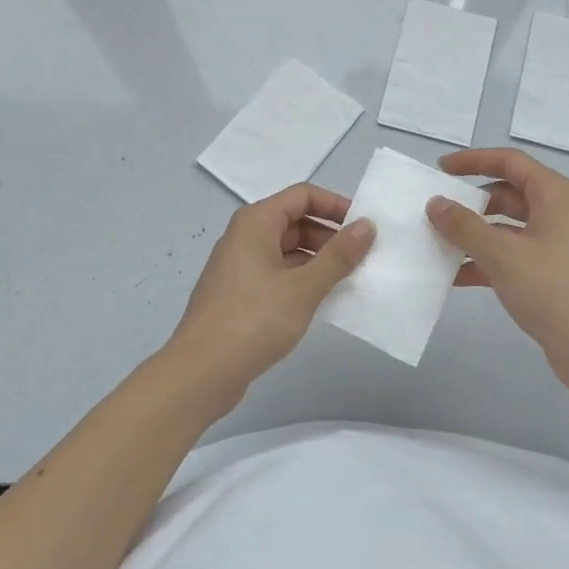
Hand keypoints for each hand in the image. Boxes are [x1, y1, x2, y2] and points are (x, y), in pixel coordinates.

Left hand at [170, 183, 374, 387]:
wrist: (201, 373)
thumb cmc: (254, 320)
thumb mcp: (304, 287)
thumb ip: (339, 255)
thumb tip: (367, 225)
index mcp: (256, 222)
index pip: (303, 195)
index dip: (335, 206)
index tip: (363, 228)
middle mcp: (244, 236)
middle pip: (295, 221)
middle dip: (329, 236)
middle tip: (361, 259)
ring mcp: (239, 266)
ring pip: (286, 250)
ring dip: (317, 260)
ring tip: (347, 281)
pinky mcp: (238, 293)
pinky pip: (276, 273)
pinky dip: (300, 279)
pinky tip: (320, 301)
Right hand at [427, 148, 568, 392]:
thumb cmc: (554, 290)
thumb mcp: (503, 254)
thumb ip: (465, 226)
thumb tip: (435, 202)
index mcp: (554, 195)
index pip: (510, 162)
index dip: (474, 160)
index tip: (441, 169)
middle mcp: (556, 213)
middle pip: (506, 194)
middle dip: (470, 201)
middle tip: (435, 209)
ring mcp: (553, 245)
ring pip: (505, 228)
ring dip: (473, 234)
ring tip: (436, 242)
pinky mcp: (547, 275)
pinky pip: (509, 256)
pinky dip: (484, 261)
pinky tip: (453, 276)